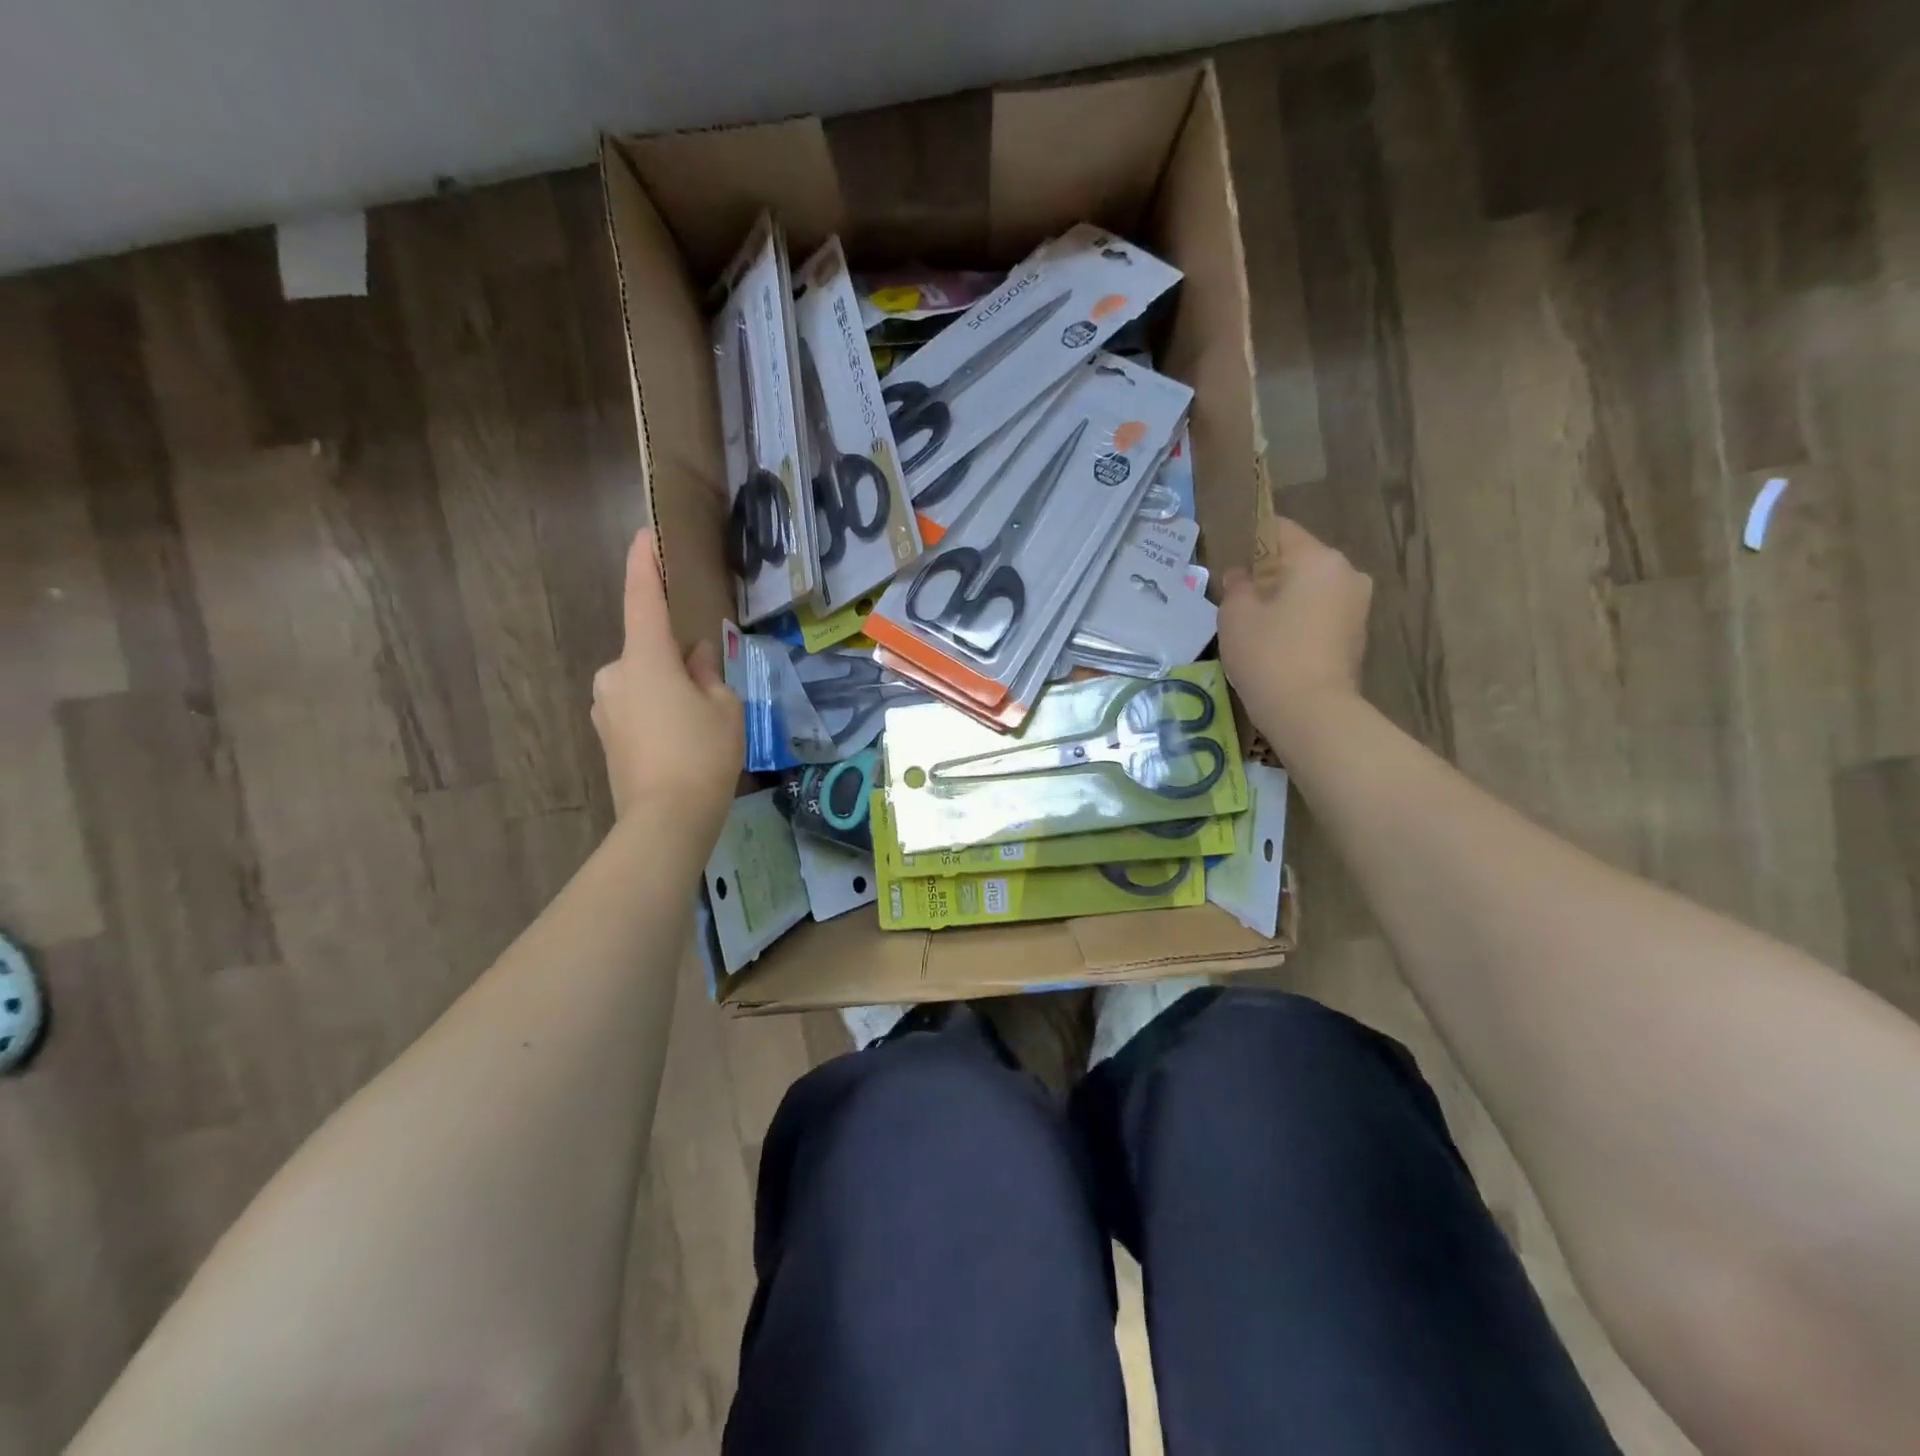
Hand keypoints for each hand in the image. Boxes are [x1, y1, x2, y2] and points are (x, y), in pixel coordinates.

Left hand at [592, 530, 742, 833]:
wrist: (665, 820)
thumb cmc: (702, 754)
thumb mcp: (724, 707)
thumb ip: (710, 673)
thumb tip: (697, 657)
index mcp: (644, 658)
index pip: (642, 598)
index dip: (644, 564)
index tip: (645, 536)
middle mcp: (615, 674)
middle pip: (649, 649)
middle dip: (676, 657)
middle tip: (711, 683)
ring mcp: (605, 707)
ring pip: (644, 680)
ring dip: (669, 686)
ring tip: (701, 721)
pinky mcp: (607, 735)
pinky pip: (636, 705)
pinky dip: (658, 709)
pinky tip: (681, 740)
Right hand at [1219, 516, 1372, 755]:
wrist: (1311, 712)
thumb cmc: (1268, 654)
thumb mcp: (1235, 615)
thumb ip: (1236, 586)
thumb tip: (1242, 576)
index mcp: (1317, 558)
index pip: (1279, 530)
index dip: (1250, 541)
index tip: (1230, 565)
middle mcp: (1346, 572)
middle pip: (1299, 560)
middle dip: (1269, 575)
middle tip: (1239, 602)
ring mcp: (1358, 605)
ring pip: (1312, 589)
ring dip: (1286, 600)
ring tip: (1257, 628)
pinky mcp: (1358, 635)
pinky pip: (1322, 614)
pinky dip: (1301, 622)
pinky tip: (1278, 645)